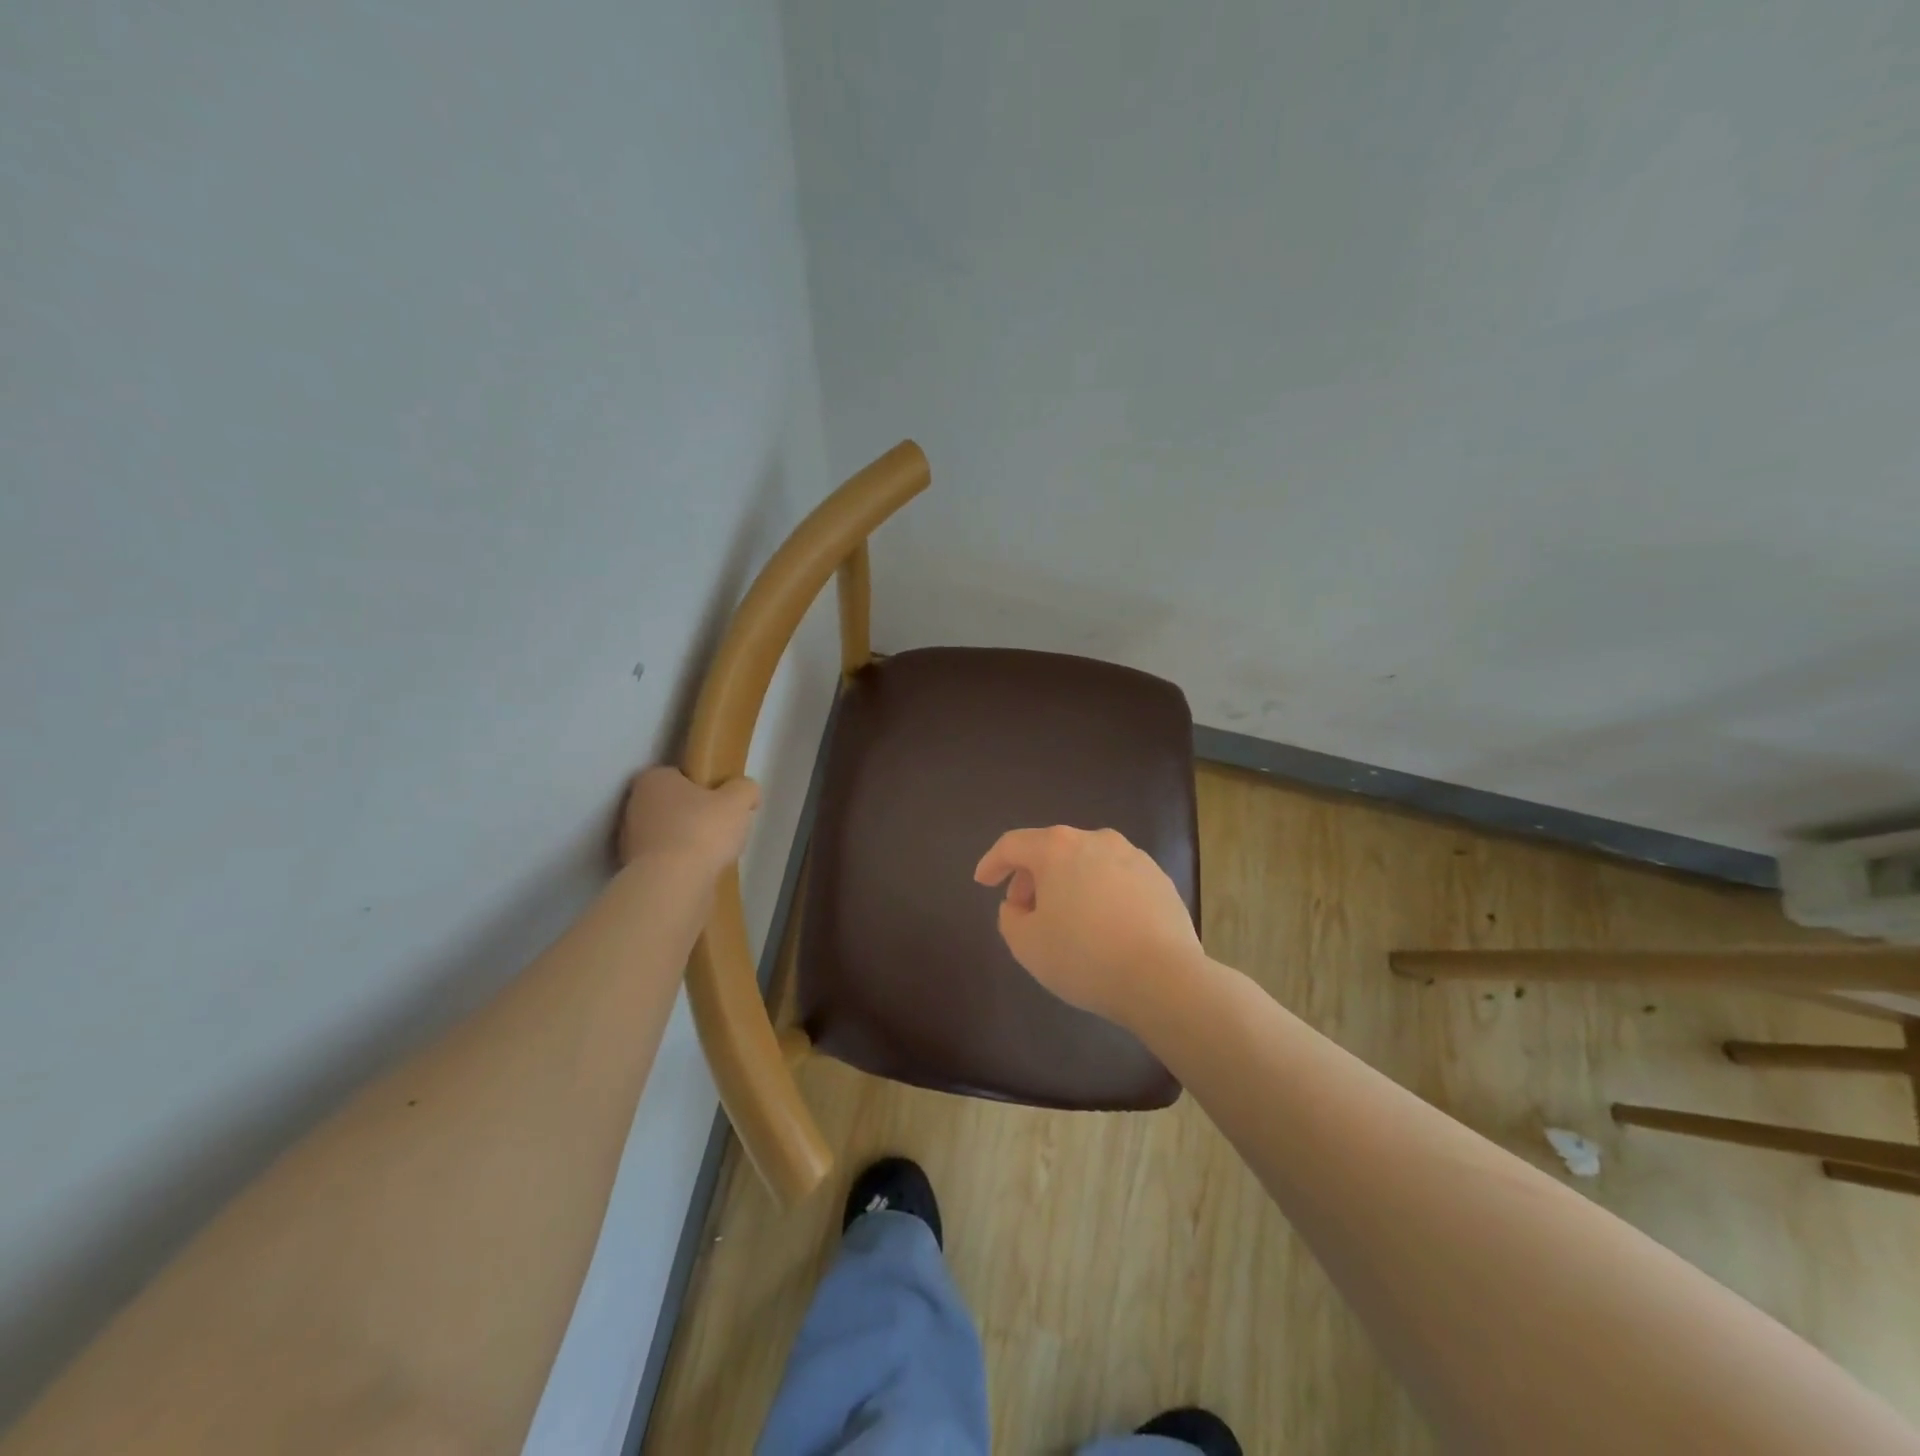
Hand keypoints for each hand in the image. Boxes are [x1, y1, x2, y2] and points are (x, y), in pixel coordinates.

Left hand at [618, 767, 759, 874]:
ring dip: (687, 840)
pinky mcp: (634, 869)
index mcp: (654, 779)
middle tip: (722, 826)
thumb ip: (745, 789)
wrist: (673, 884)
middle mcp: (635, 804)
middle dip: (695, 814)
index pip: (680, 774)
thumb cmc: (703, 830)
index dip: (703, 785)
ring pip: (668, 833)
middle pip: (673, 804)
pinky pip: (664, 859)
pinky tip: (700, 872)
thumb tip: (747, 792)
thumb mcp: (738, 800)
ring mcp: (630, 839)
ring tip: (714, 854)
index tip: (723, 800)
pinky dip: (680, 863)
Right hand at [973, 826, 1202, 1024]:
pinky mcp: (1159, 879)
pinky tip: (1102, 926)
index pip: (1012, 844)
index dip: (992, 862)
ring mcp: (1133, 857)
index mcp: (1058, 848)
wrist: (1164, 979)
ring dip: (1067, 884)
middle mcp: (1096, 840)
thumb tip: (1019, 906)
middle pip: (1051, 850)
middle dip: (1031, 878)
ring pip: (1086, 863)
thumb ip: (1010, 918)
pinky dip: (1099, 894)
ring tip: (1065, 920)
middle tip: (1024, 911)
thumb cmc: (1084, 957)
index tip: (982, 882)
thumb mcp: (1027, 945)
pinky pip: (1115, 879)